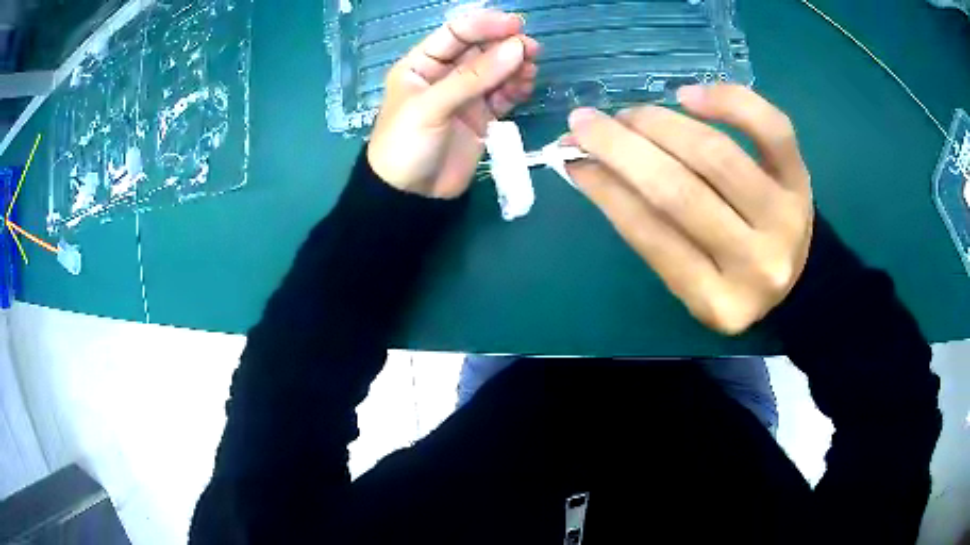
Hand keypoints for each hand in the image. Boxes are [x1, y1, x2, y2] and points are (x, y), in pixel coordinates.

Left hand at [367, 10, 539, 198]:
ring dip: (515, 67)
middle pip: (480, 50)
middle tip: (532, 48)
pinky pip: (503, 95)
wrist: (410, 197)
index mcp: (422, 65)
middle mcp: (444, 75)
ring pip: (496, 72)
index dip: (484, 25)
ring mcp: (465, 96)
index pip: (455, 34)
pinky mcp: (481, 117)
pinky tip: (527, 85)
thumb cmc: (406, 145)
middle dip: (505, 46)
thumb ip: (473, 78)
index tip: (515, 25)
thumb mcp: (431, 107)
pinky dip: (516, 88)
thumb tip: (517, 48)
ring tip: (531, 69)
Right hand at [566, 85, 813, 334]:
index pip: (652, 237)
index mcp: (719, 302)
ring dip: (660, 124)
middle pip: (681, 193)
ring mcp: (786, 217)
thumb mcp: (690, 275)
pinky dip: (728, 101)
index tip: (571, 157)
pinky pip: (770, 127)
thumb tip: (588, 166)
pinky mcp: (801, 179)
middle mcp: (757, 264)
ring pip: (716, 155)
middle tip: (585, 123)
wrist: (796, 273)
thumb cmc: (732, 274)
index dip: (607, 190)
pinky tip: (688, 95)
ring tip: (631, 115)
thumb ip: (646, 227)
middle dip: (623, 149)